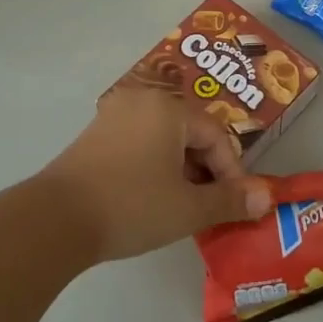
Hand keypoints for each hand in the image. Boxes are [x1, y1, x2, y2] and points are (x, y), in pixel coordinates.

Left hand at [42, 88, 272, 263]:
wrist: (55, 220)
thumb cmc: (131, 206)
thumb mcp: (188, 208)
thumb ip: (230, 200)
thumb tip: (266, 198)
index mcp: (169, 109)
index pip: (216, 134)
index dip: (231, 171)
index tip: (235, 204)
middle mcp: (142, 101)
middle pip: (190, 132)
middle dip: (206, 169)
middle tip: (209, 205)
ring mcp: (113, 115)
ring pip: (164, 138)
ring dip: (180, 169)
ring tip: (182, 204)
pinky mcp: (94, 134)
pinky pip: (139, 142)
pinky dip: (154, 165)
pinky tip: (151, 196)